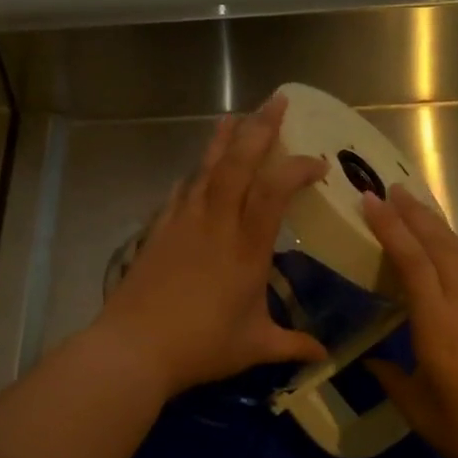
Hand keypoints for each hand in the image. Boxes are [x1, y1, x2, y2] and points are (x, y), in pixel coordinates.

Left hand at [96, 94, 329, 399]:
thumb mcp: (254, 347)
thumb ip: (292, 345)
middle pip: (238, 163)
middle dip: (259, 128)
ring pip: (205, 169)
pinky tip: (193, 172)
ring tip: (233, 116)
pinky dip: (192, 176)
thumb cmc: (200, 346)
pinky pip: (179, 192)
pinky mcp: (158, 231)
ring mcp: (182, 223)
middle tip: (276, 101)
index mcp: (246, 248)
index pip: (274, 190)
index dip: (297, 168)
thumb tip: (324, 356)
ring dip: (222, 140)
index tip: (318, 164)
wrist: (134, 347)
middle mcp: (215, 224)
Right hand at [361, 184, 457, 457]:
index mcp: (440, 328)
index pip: (413, 264)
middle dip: (416, 215)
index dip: (391, 229)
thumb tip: (372, 363)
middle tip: (391, 189)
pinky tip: (445, 255)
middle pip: (442, 247)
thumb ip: (394, 381)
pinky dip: (454, 251)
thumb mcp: (422, 413)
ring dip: (438, 227)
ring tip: (417, 208)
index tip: (370, 201)